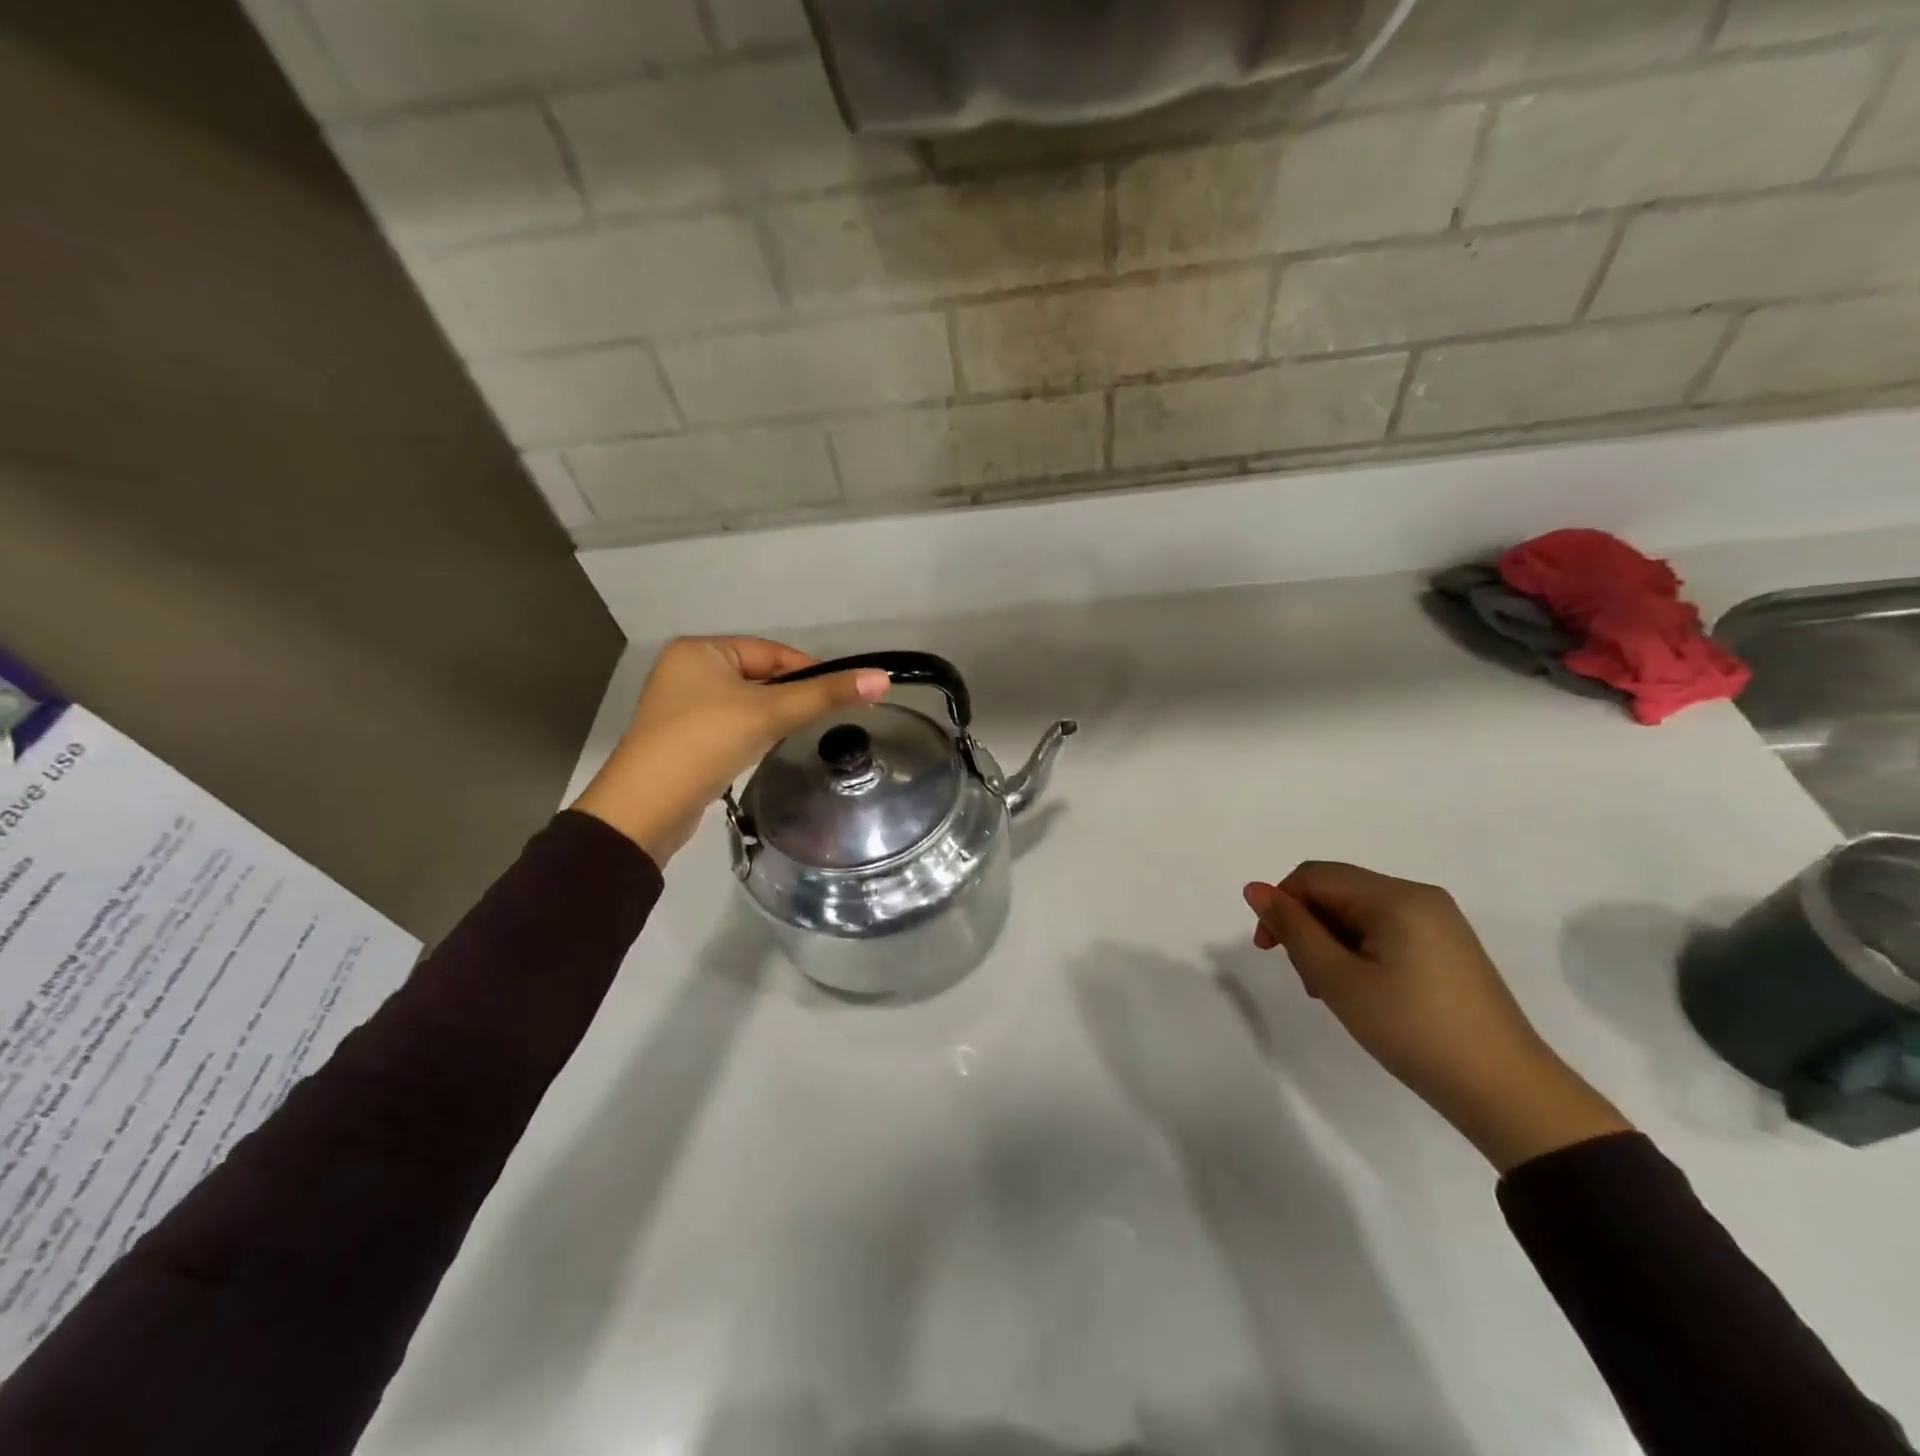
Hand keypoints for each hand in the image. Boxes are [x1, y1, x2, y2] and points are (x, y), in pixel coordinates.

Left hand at [573, 637, 888, 865]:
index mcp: (700, 650)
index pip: (771, 652)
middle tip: (820, 721)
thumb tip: (883, 677)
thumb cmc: (706, 742)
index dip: (810, 672)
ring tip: (794, 736)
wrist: (646, 808)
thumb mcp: (771, 713)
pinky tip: (763, 750)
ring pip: (746, 703)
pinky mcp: (683, 738)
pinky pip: (730, 725)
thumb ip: (826, 695)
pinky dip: (752, 734)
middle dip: (790, 698)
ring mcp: (681, 706)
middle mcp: (687, 670)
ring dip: (772, 717)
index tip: (842, 695)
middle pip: (760, 676)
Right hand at [1243, 863, 1630, 1171]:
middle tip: (1306, 981)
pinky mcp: (1448, 947)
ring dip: (1331, 943)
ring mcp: (1439, 921)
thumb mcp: (1338, 979)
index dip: (1280, 904)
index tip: (1267, 950)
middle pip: (1337, 891)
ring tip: (1332, 992)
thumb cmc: (1412, 1029)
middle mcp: (1419, 896)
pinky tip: (1362, 991)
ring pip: (1359, 913)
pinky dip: (1359, 952)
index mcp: (1395, 896)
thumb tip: (1254, 888)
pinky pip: (1386, 930)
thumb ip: (1293, 928)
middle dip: (1307, 927)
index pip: (1314, 876)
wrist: (1506, 1091)